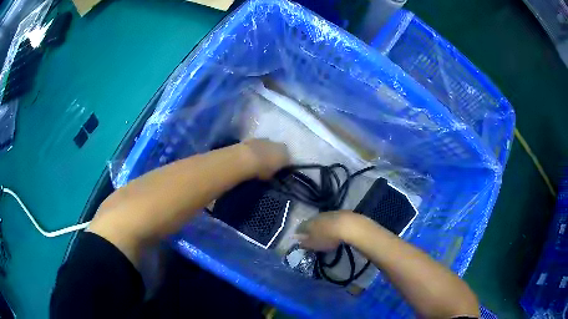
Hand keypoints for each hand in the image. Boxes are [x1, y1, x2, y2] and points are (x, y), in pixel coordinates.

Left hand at [243, 139, 288, 179]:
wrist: (245, 158)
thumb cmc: (262, 170)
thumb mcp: (270, 177)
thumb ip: (274, 173)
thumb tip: (273, 172)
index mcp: (285, 155)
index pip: (288, 160)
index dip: (283, 165)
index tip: (279, 170)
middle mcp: (279, 145)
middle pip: (279, 151)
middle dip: (275, 156)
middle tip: (269, 164)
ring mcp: (266, 140)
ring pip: (269, 146)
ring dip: (266, 151)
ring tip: (259, 160)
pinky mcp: (255, 138)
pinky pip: (258, 145)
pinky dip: (256, 149)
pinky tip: (251, 156)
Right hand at [295, 211, 353, 251]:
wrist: (347, 225)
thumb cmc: (327, 237)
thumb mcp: (314, 244)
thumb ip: (305, 243)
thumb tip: (299, 241)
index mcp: (308, 223)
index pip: (300, 227)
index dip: (300, 234)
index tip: (302, 239)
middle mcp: (316, 216)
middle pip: (312, 222)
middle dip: (312, 229)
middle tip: (314, 237)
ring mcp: (329, 213)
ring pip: (322, 219)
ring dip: (323, 225)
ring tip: (326, 233)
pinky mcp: (340, 213)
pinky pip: (333, 219)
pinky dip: (333, 224)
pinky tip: (336, 230)